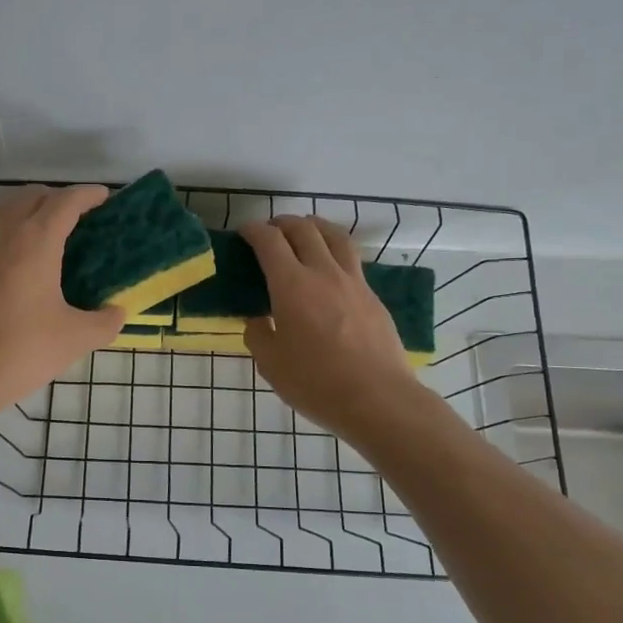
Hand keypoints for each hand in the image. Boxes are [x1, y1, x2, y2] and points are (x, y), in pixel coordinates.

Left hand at [0, 186, 125, 424]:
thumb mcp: (72, 340)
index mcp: (34, 240)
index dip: (88, 195)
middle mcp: (3, 232)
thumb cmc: (16, 352)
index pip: (65, 202)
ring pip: (5, 207)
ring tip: (48, 233)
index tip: (106, 198)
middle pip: (33, 196)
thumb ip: (103, 323)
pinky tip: (18, 258)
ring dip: (29, 208)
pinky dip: (8, 226)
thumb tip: (117, 314)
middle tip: (82, 220)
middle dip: (59, 199)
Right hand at [242, 216, 417, 440]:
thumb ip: (258, 334)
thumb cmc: (316, 383)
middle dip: (283, 223)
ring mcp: (354, 283)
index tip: (244, 232)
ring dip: (315, 227)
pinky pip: (352, 261)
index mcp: (292, 286)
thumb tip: (259, 320)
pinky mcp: (373, 297)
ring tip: (306, 230)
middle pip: (304, 230)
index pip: (270, 241)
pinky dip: (335, 251)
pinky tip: (330, 267)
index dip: (254, 230)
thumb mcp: (270, 364)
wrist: (378, 399)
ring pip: (335, 237)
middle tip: (270, 230)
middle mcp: (323, 273)